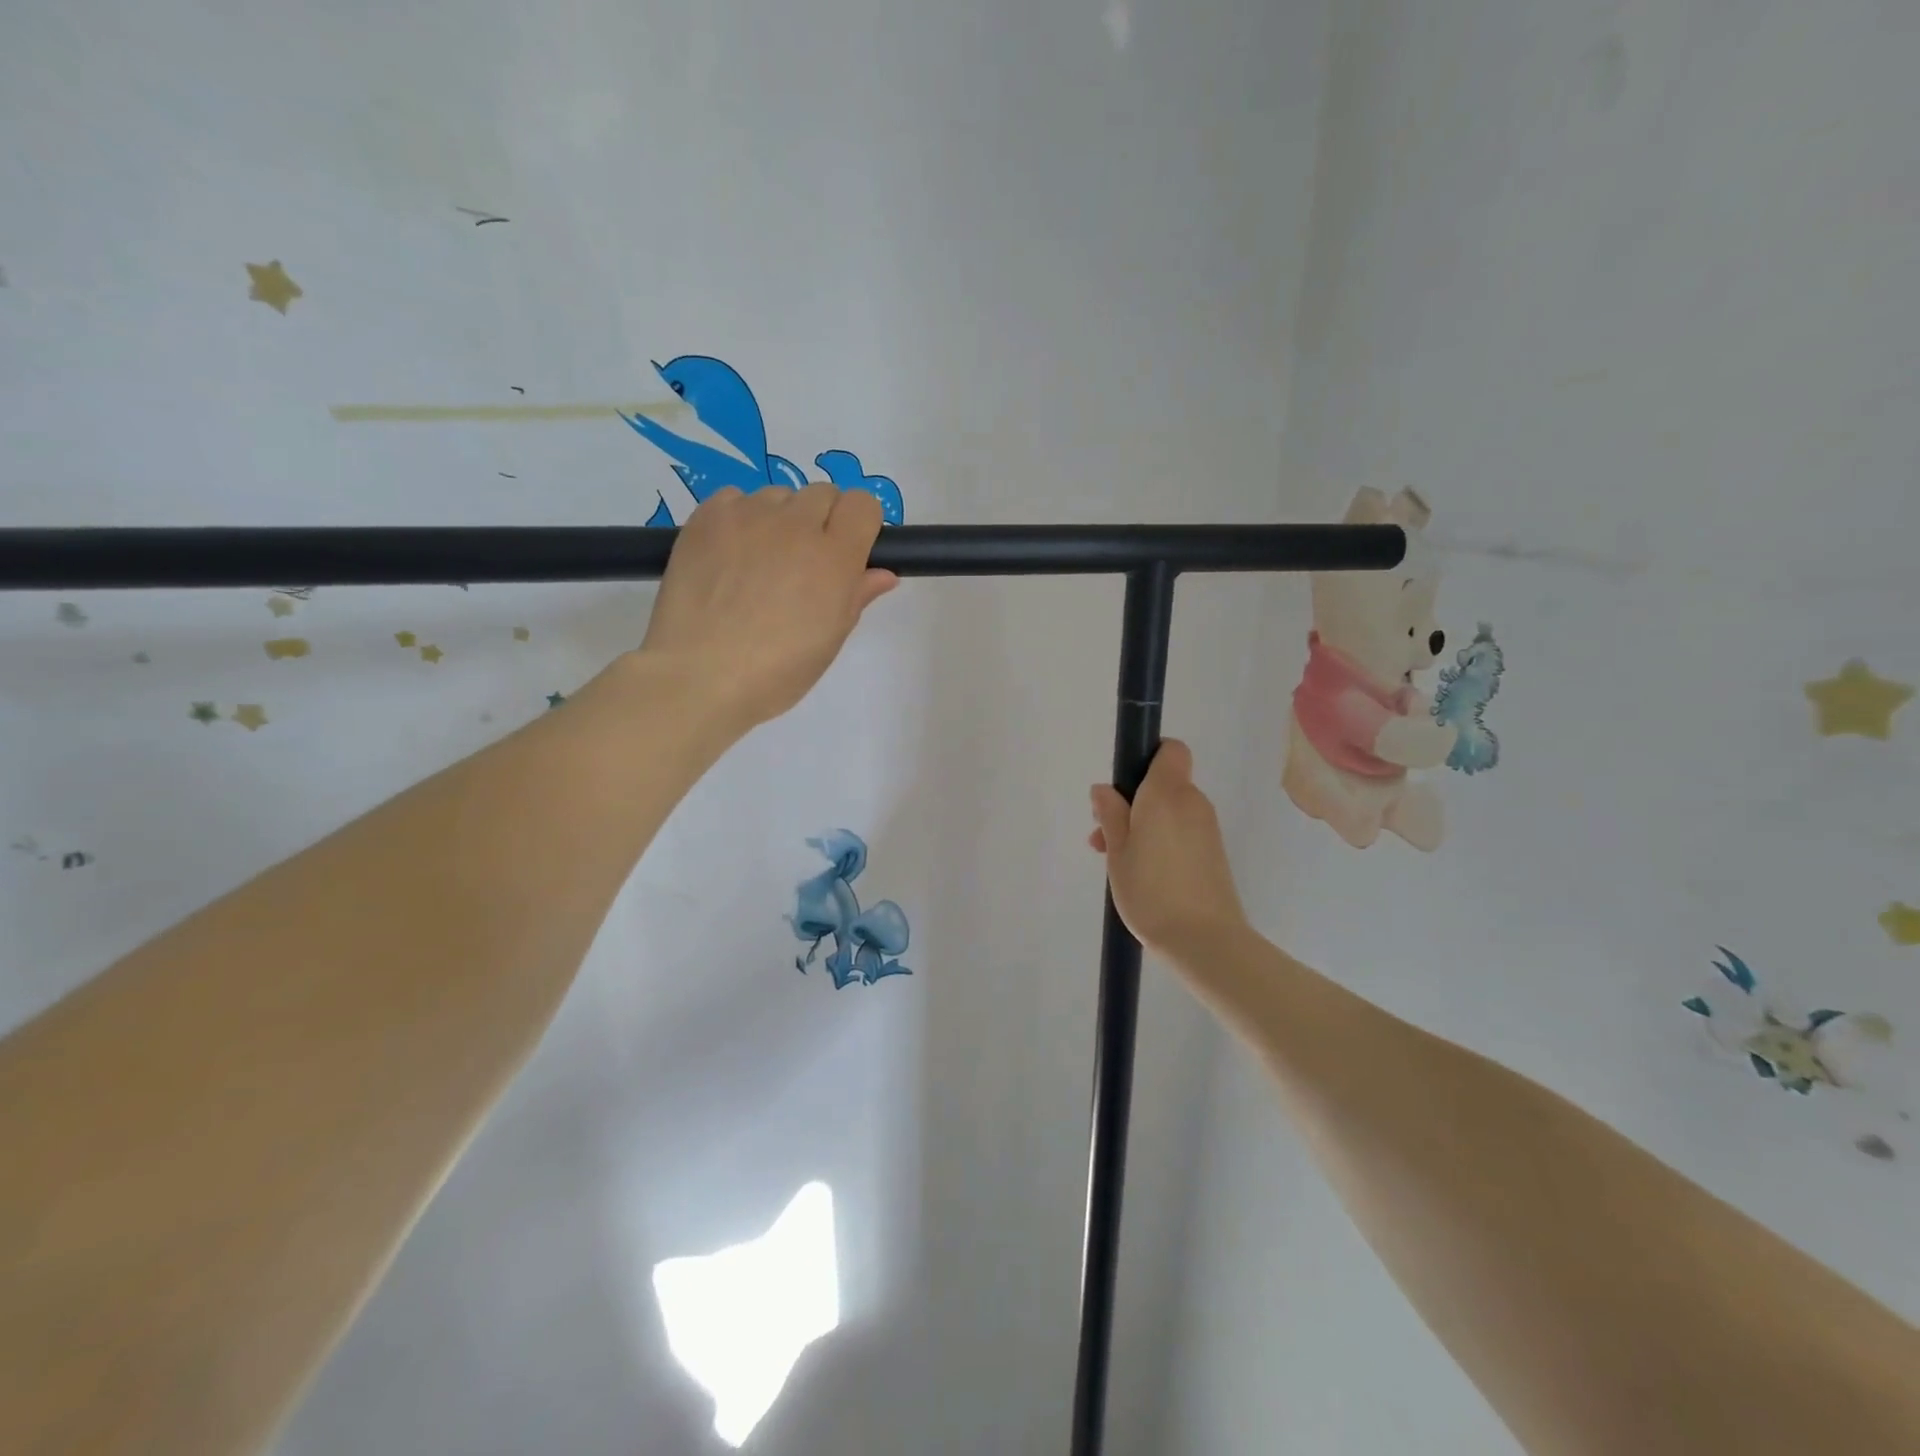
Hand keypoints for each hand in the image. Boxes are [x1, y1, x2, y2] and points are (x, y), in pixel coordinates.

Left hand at [641, 483, 896, 731]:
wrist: (699, 676)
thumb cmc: (776, 671)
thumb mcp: (829, 641)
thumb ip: (857, 596)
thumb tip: (883, 573)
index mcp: (835, 557)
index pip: (862, 504)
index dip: (859, 525)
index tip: (849, 551)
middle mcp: (796, 524)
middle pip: (823, 494)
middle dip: (822, 521)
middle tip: (803, 564)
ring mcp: (748, 516)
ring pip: (779, 496)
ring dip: (781, 519)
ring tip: (761, 563)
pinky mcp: (707, 517)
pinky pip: (735, 498)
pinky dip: (740, 518)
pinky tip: (730, 556)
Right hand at [1087, 739, 1248, 957]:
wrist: (1204, 940)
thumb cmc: (1151, 890)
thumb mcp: (1117, 851)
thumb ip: (1110, 814)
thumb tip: (1104, 789)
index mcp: (1167, 793)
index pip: (1170, 750)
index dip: (1147, 757)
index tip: (1123, 785)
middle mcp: (1193, 802)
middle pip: (1163, 784)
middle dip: (1132, 801)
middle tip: (1103, 836)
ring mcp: (1207, 829)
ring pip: (1170, 811)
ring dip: (1143, 824)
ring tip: (1117, 861)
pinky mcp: (1214, 853)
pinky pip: (1181, 831)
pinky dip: (1161, 840)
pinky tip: (1143, 873)